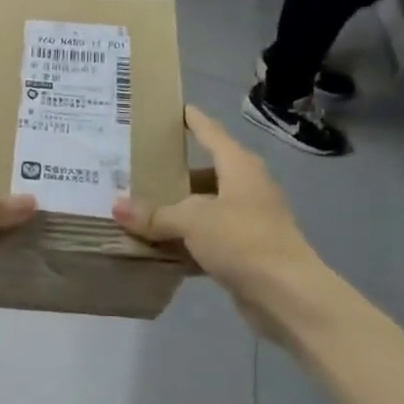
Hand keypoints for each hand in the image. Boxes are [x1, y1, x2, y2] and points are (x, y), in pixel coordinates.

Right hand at [112, 106, 347, 344]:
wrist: (287, 295)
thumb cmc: (243, 240)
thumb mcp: (192, 221)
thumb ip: (154, 214)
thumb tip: (116, 207)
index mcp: (239, 167)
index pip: (211, 133)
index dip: (193, 120)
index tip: (175, 108)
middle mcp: (246, 188)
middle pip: (205, 173)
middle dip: (174, 172)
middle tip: (138, 166)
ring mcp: (248, 221)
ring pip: (205, 208)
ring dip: (177, 210)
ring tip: (140, 206)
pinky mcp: (246, 251)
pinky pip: (207, 237)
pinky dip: (185, 240)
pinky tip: (157, 246)